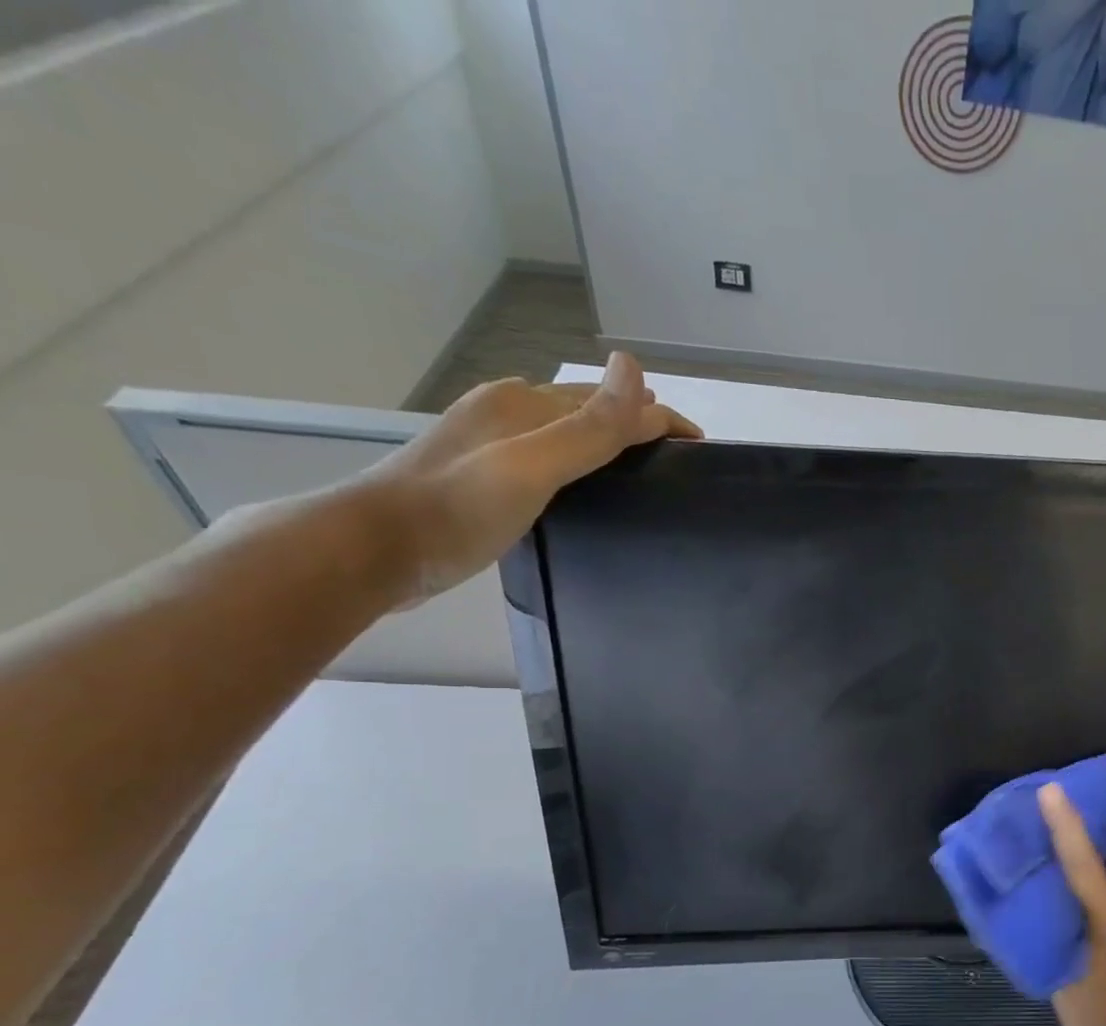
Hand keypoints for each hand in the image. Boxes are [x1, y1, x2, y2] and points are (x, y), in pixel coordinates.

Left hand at [358, 352, 701, 602]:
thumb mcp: (534, 466)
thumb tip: (634, 366)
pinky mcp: (479, 479)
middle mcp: (507, 415)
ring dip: (606, 447)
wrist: (376, 550)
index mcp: (523, 405)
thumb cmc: (458, 508)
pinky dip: (578, 470)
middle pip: (586, 413)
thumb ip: (589, 426)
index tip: (701, 447)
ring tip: (642, 477)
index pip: (609, 402)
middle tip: (677, 463)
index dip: (658, 418)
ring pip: (564, 437)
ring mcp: (489, 446)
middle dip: (635, 428)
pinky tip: (584, 495)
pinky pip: (546, 463)